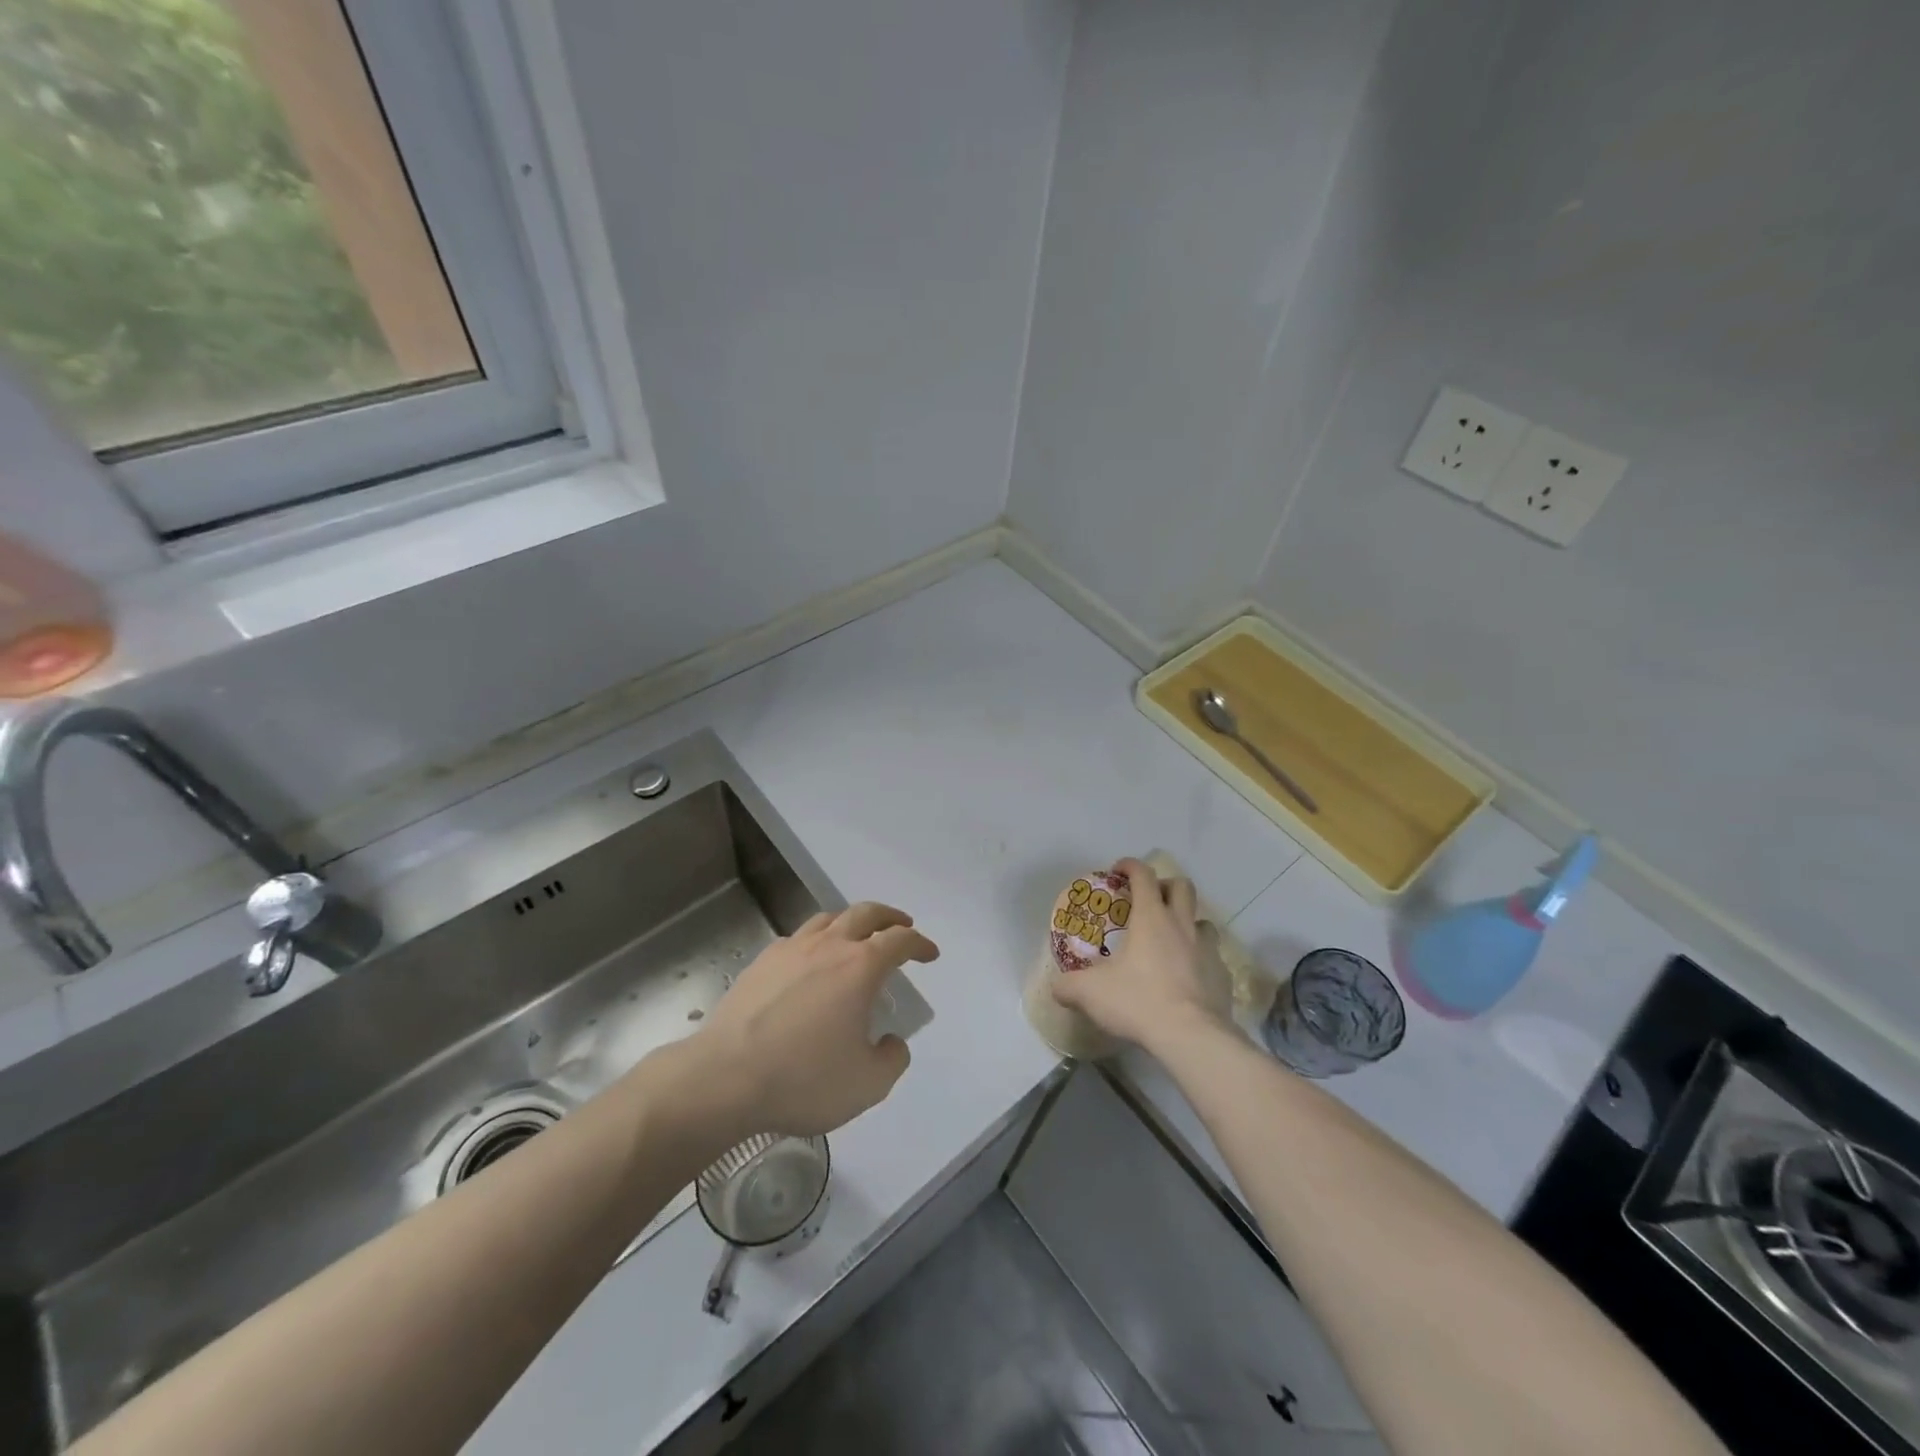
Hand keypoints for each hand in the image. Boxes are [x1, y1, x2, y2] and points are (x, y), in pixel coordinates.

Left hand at [692, 903, 938, 1138]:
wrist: (724, 1077)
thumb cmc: (803, 1079)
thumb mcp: (867, 1084)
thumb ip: (892, 1060)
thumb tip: (891, 1042)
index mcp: (860, 967)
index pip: (899, 940)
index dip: (919, 944)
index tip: (929, 954)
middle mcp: (828, 946)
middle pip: (865, 913)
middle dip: (889, 917)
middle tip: (901, 926)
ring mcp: (790, 950)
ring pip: (828, 919)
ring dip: (850, 922)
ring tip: (856, 937)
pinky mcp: (760, 963)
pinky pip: (797, 938)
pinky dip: (815, 941)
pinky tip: (810, 962)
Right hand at [1052, 857, 1230, 1055]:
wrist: (1191, 1038)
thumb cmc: (1138, 1001)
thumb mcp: (1090, 993)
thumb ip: (1068, 986)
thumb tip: (1057, 988)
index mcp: (1151, 918)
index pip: (1143, 875)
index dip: (1130, 866)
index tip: (1118, 871)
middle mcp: (1182, 925)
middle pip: (1182, 887)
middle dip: (1165, 886)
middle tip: (1149, 901)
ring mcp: (1207, 950)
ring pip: (1203, 921)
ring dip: (1187, 923)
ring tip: (1171, 941)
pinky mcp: (1223, 976)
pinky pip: (1213, 957)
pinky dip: (1200, 959)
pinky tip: (1187, 977)